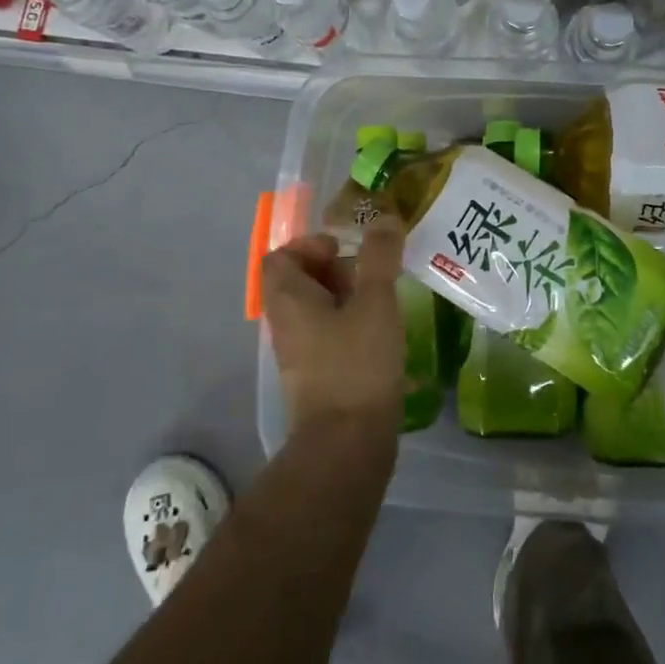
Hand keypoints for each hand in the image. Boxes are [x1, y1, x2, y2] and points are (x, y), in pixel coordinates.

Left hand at [262, 219, 406, 440]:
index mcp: (288, 300)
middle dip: (336, 270)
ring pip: (317, 311)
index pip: (280, 257)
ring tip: (384, 303)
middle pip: (300, 281)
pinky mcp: (318, 379)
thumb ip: (378, 257)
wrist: (347, 446)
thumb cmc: (357, 364)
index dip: (309, 245)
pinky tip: (384, 335)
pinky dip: (352, 327)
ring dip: (348, 299)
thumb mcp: (375, 301)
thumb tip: (382, 217)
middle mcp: (286, 325)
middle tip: (371, 276)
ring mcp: (300, 355)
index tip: (344, 250)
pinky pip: (329, 337)